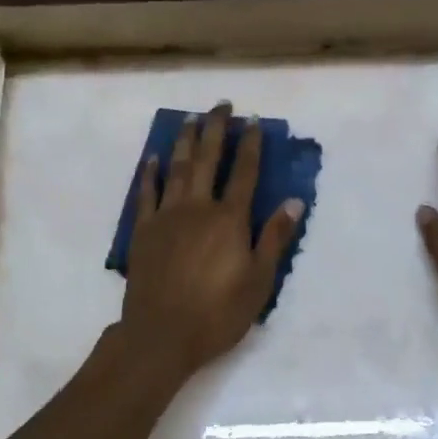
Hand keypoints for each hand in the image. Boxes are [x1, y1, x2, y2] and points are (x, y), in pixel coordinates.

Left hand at [122, 103, 303, 372]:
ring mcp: (167, 216)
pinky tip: (154, 157)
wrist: (161, 334)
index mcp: (229, 219)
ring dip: (185, 141)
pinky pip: (146, 193)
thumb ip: (274, 238)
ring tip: (191, 119)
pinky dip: (151, 173)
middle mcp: (198, 207)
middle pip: (208, 160)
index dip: (251, 145)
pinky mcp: (143, 230)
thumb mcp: (259, 281)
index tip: (253, 121)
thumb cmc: (217, 313)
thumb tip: (294, 201)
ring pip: (177, 168)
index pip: (245, 173)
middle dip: (216, 130)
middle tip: (221, 105)